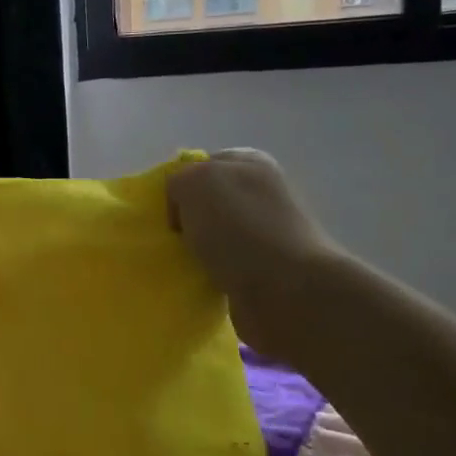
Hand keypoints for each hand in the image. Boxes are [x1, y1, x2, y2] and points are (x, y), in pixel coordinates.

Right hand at [166, 148, 342, 356]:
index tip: (169, 209)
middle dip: (186, 219)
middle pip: (206, 201)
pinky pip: (222, 266)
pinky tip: (200, 281)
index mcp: (251, 163)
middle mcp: (262, 193)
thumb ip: (178, 179)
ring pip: (213, 235)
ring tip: (182, 263)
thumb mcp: (195, 182)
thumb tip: (182, 207)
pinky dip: (207, 274)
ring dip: (194, 249)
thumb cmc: (239, 228)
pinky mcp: (265, 270)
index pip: (201, 164)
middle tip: (172, 238)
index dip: (179, 184)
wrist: (287, 292)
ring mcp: (266, 233)